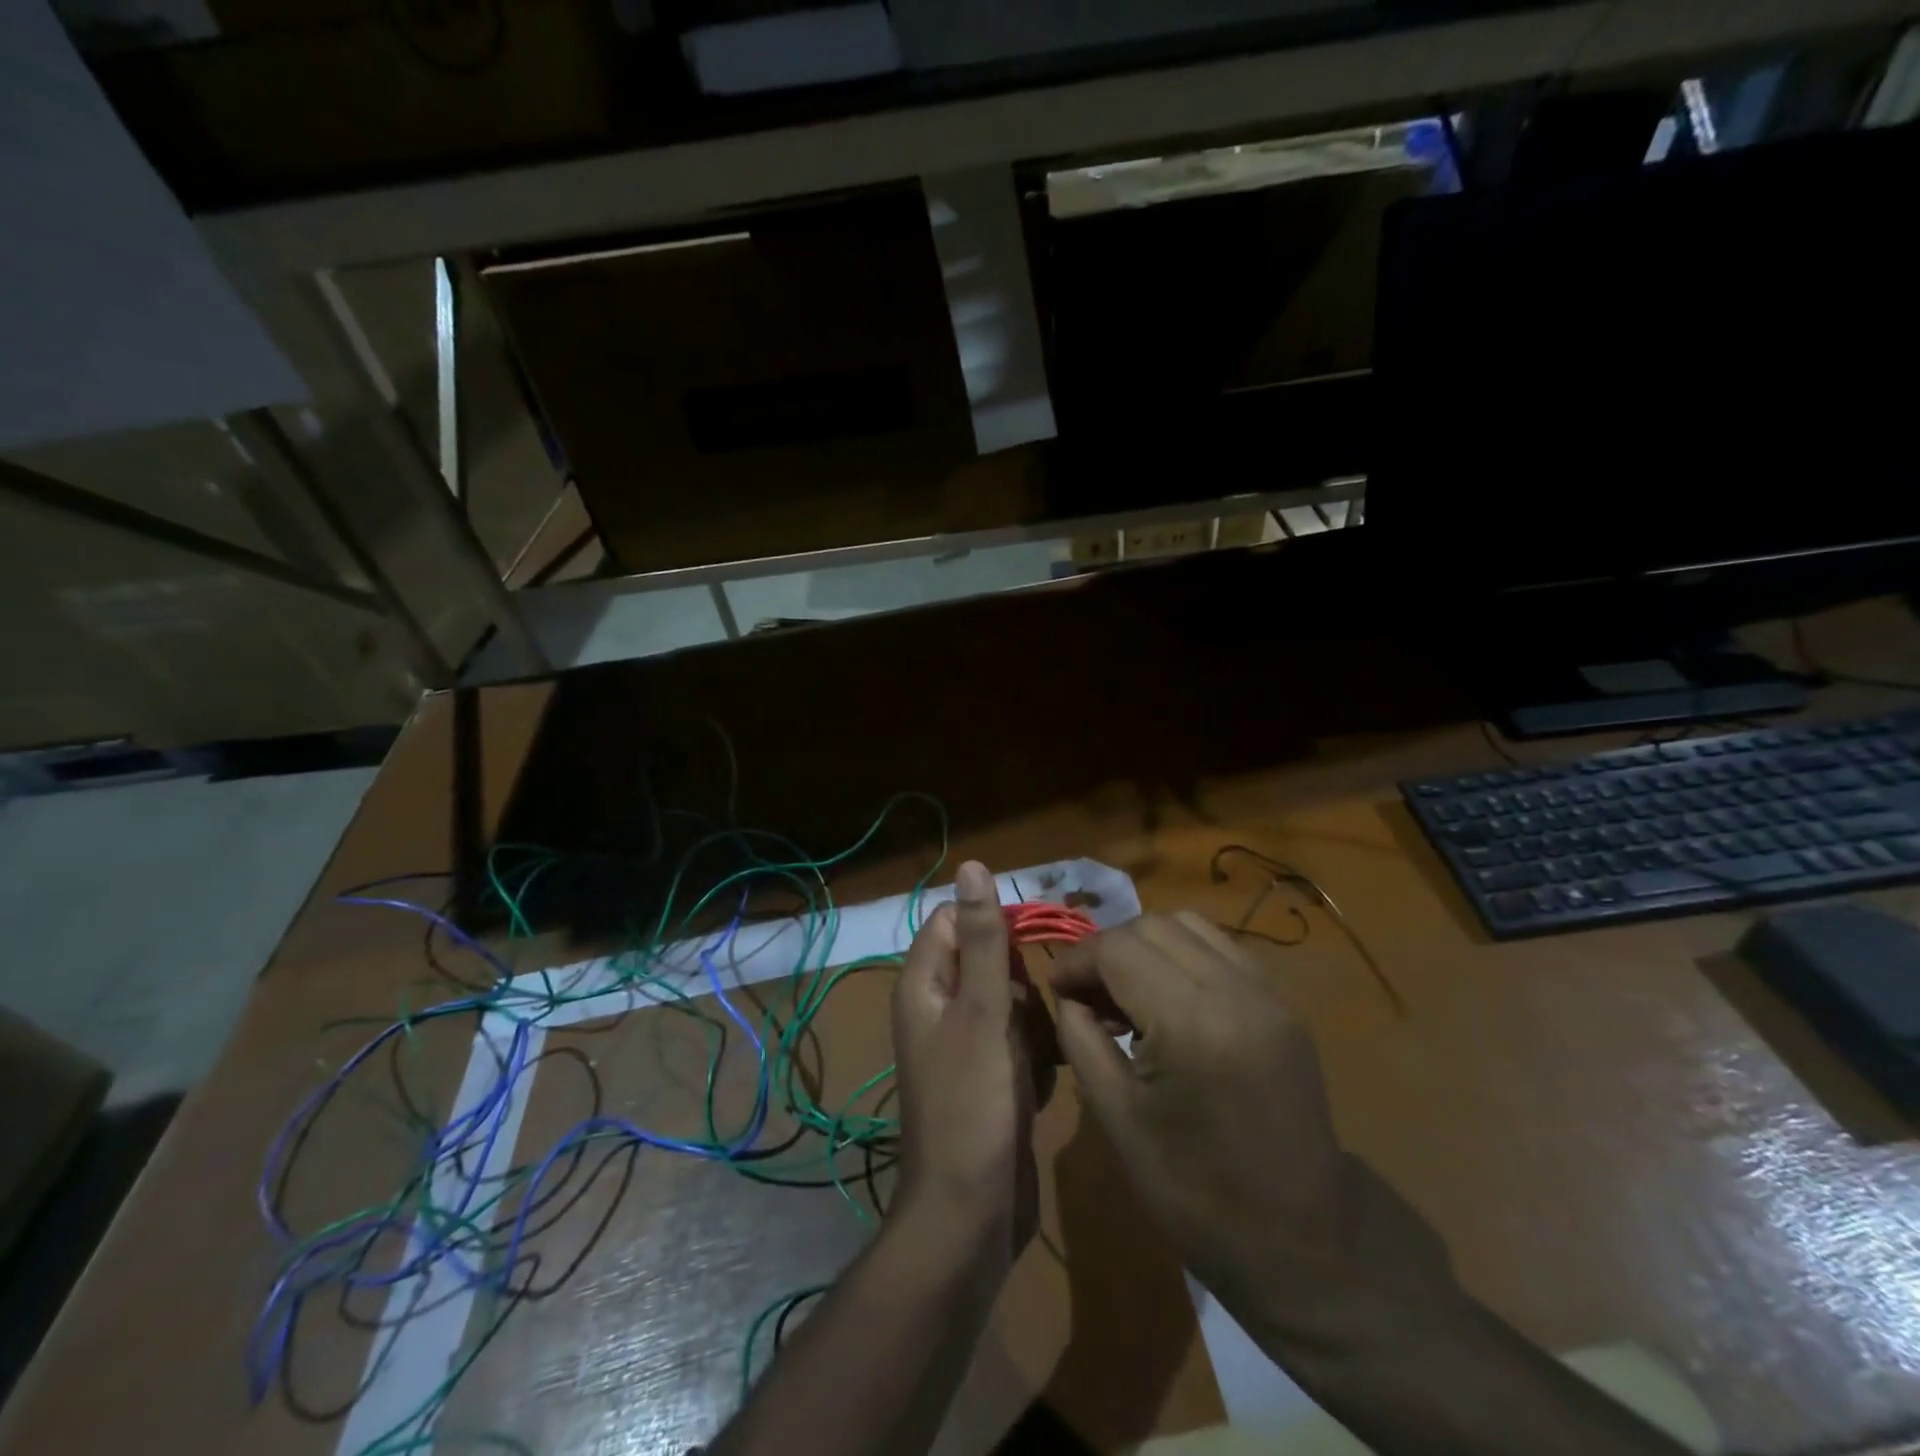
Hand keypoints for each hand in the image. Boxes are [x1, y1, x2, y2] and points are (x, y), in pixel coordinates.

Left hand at [891, 862, 1047, 1265]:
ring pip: (1012, 1004)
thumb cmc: (973, 1105)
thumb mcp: (983, 1013)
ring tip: (1040, 1059)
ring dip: (1035, 1026)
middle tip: (1034, 1019)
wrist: (971, 1216)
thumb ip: (982, 939)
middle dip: (1022, 984)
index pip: (954, 921)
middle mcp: (939, 1008)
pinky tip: (1039, 1088)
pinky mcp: (989, 1078)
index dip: (994, 926)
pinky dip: (1036, 1059)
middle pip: (990, 962)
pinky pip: (1019, 1044)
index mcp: (924, 984)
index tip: (1031, 951)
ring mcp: (964, 1046)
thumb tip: (972, 865)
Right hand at [1050, 913, 1453, 1337]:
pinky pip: (1222, 948)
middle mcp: (1235, 990)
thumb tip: (1067, 994)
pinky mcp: (1283, 1004)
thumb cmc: (1195, 1194)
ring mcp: (1268, 993)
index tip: (1056, 989)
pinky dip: (1184, 955)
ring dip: (1146, 945)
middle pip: (1152, 926)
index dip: (1076, 960)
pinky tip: (1171, 999)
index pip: (1117, 949)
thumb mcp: (1117, 1118)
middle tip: (1087, 995)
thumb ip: (1081, 1039)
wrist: (1302, 1245)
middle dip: (1108, 949)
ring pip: (1189, 925)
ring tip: (1128, 994)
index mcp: (1191, 1023)